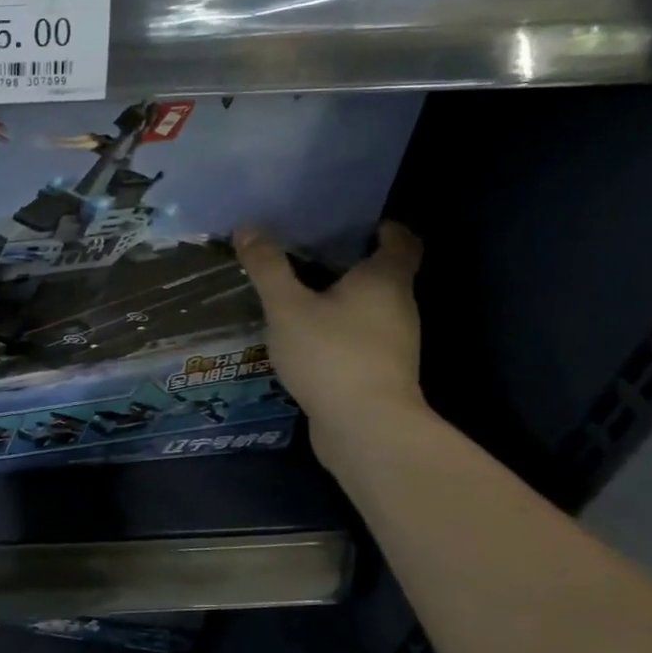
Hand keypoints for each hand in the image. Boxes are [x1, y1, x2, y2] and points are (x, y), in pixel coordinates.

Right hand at [233, 222, 425, 444]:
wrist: (365, 427)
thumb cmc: (331, 354)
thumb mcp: (287, 307)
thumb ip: (268, 268)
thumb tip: (248, 228)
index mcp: (385, 280)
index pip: (402, 242)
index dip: (386, 229)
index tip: (361, 225)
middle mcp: (399, 307)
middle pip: (384, 275)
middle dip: (352, 265)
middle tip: (310, 256)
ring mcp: (394, 344)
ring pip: (370, 309)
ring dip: (342, 300)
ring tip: (300, 297)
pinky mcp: (381, 372)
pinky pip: (360, 339)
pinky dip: (339, 331)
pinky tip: (306, 339)